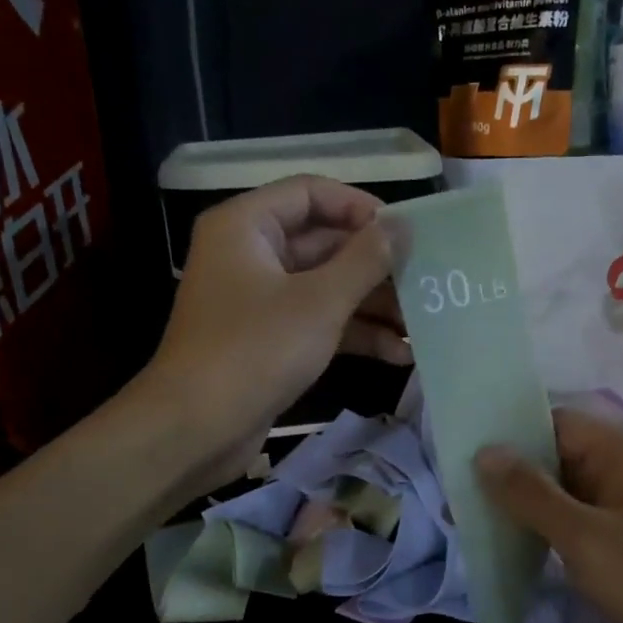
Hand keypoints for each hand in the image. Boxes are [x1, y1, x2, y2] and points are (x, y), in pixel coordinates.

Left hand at [146, 177, 408, 489]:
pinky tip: (398, 354)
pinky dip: (354, 334)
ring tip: (421, 325)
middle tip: (425, 282)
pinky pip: (318, 321)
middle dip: (376, 266)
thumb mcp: (319, 301)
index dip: (360, 207)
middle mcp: (250, 254)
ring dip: (372, 305)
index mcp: (247, 226)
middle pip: (323, 243)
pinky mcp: (269, 339)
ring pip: (325, 287)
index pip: (311, 192)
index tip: (405, 233)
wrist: (197, 429)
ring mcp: (259, 299)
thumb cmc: (255, 350)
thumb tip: (402, 225)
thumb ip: (366, 259)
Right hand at [476, 407, 622, 622]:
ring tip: (471, 518)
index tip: (465, 449)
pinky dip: (542, 533)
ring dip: (522, 507)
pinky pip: (572, 529)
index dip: (514, 432)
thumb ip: (530, 493)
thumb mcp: (583, 535)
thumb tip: (484, 452)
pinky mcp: (620, 551)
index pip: (558, 423)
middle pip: (557, 459)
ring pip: (562, 497)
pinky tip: (508, 547)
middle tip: (457, 490)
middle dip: (511, 474)